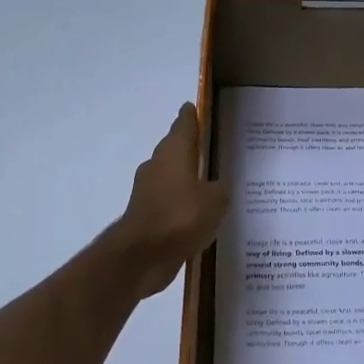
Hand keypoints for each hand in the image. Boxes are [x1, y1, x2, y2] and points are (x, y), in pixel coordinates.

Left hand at [114, 103, 230, 297]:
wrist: (142, 255)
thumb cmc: (181, 216)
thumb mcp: (215, 200)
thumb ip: (220, 189)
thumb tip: (218, 185)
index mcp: (174, 153)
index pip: (183, 126)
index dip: (190, 116)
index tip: (193, 108)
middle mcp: (157, 166)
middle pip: (173, 150)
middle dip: (188, 148)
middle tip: (207, 147)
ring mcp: (147, 192)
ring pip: (169, 177)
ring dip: (184, 178)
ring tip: (207, 184)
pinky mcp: (145, 216)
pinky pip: (168, 202)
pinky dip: (179, 204)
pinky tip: (195, 214)